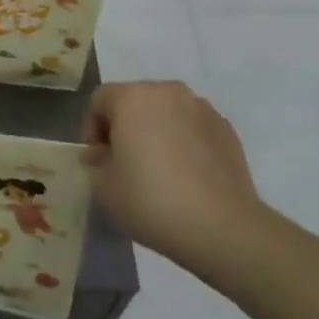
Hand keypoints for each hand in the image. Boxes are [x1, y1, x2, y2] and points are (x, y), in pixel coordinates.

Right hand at [82, 81, 261, 269]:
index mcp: (132, 98)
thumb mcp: (104, 188)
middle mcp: (167, 92)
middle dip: (124, 127)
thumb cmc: (152, 201)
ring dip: (156, 131)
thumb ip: (95, 163)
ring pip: (166, 112)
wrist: (221, 227)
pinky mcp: (226, 129)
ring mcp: (201, 108)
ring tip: (159, 169)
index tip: (96, 160)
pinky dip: (184, 142)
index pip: (99, 100)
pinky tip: (187, 175)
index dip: (91, 128)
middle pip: (135, 101)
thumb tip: (101, 154)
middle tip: (124, 163)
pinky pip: (193, 127)